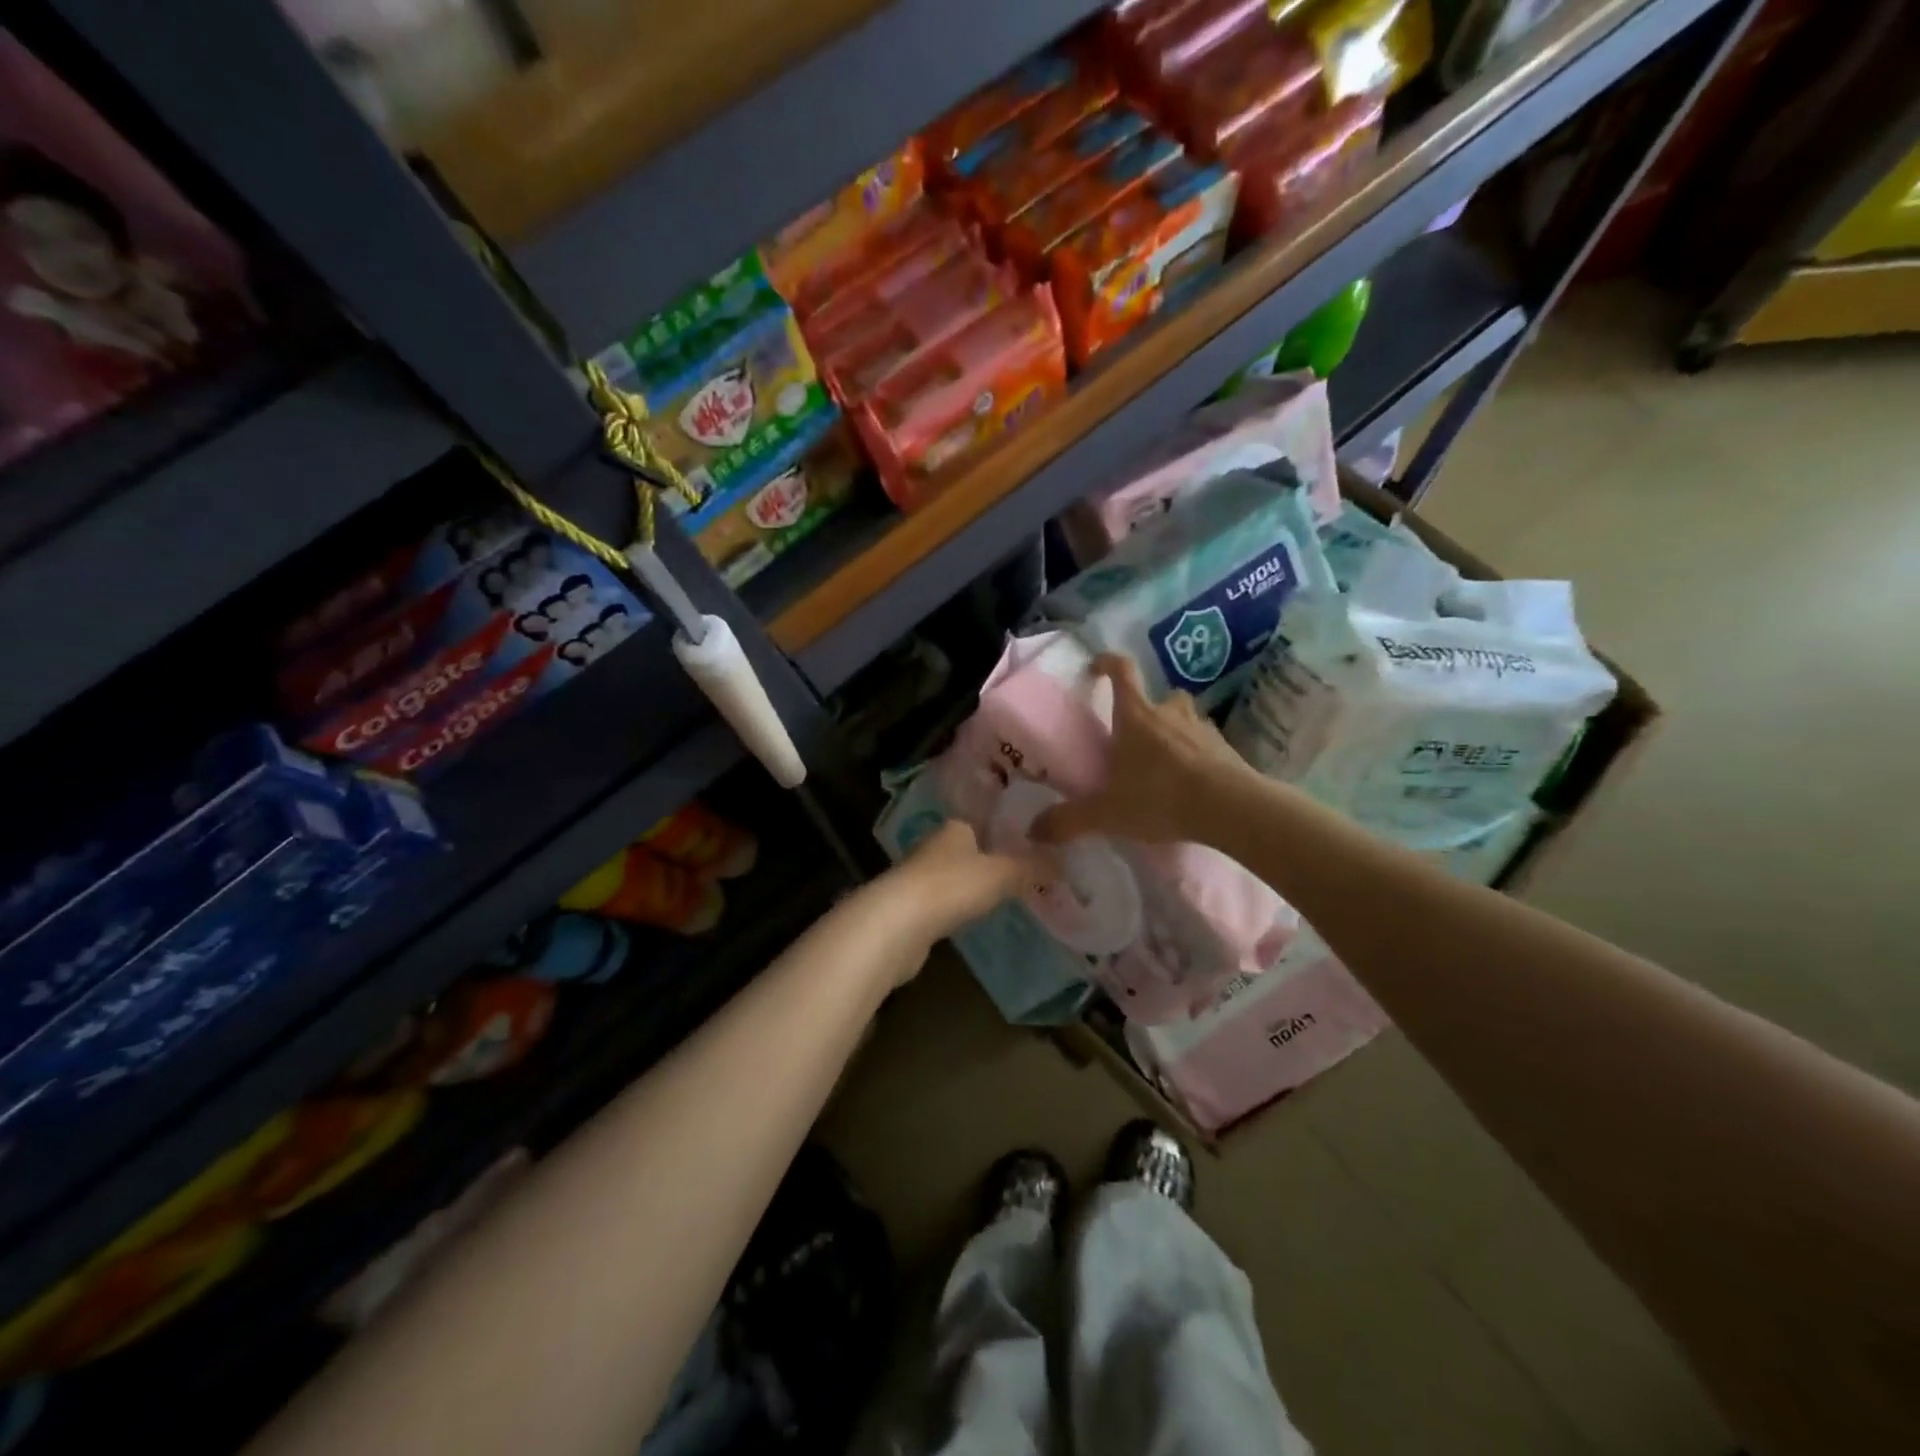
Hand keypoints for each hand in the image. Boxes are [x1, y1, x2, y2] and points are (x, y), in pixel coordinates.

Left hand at [864, 821, 1031, 979]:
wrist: (896, 926)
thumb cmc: (951, 887)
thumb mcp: (1002, 873)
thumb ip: (1033, 866)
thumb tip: (1066, 860)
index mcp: (955, 827)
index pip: (985, 820)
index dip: (1008, 830)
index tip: (1033, 842)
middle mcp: (935, 847)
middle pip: (971, 849)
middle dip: (994, 859)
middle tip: (1029, 871)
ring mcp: (920, 879)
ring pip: (957, 877)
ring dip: (976, 885)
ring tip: (1008, 895)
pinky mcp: (912, 910)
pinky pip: (946, 904)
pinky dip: (961, 909)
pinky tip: (976, 918)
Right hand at [1032, 654, 1248, 848]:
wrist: (1229, 807)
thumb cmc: (1159, 797)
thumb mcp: (1106, 813)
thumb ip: (1069, 820)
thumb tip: (1033, 831)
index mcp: (1136, 716)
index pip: (1122, 671)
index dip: (1108, 663)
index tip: (1096, 667)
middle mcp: (1169, 713)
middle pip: (1158, 697)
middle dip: (1146, 711)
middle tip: (1134, 737)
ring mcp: (1202, 729)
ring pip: (1185, 719)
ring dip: (1174, 732)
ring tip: (1164, 763)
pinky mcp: (1227, 750)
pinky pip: (1206, 745)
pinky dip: (1197, 756)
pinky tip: (1191, 783)